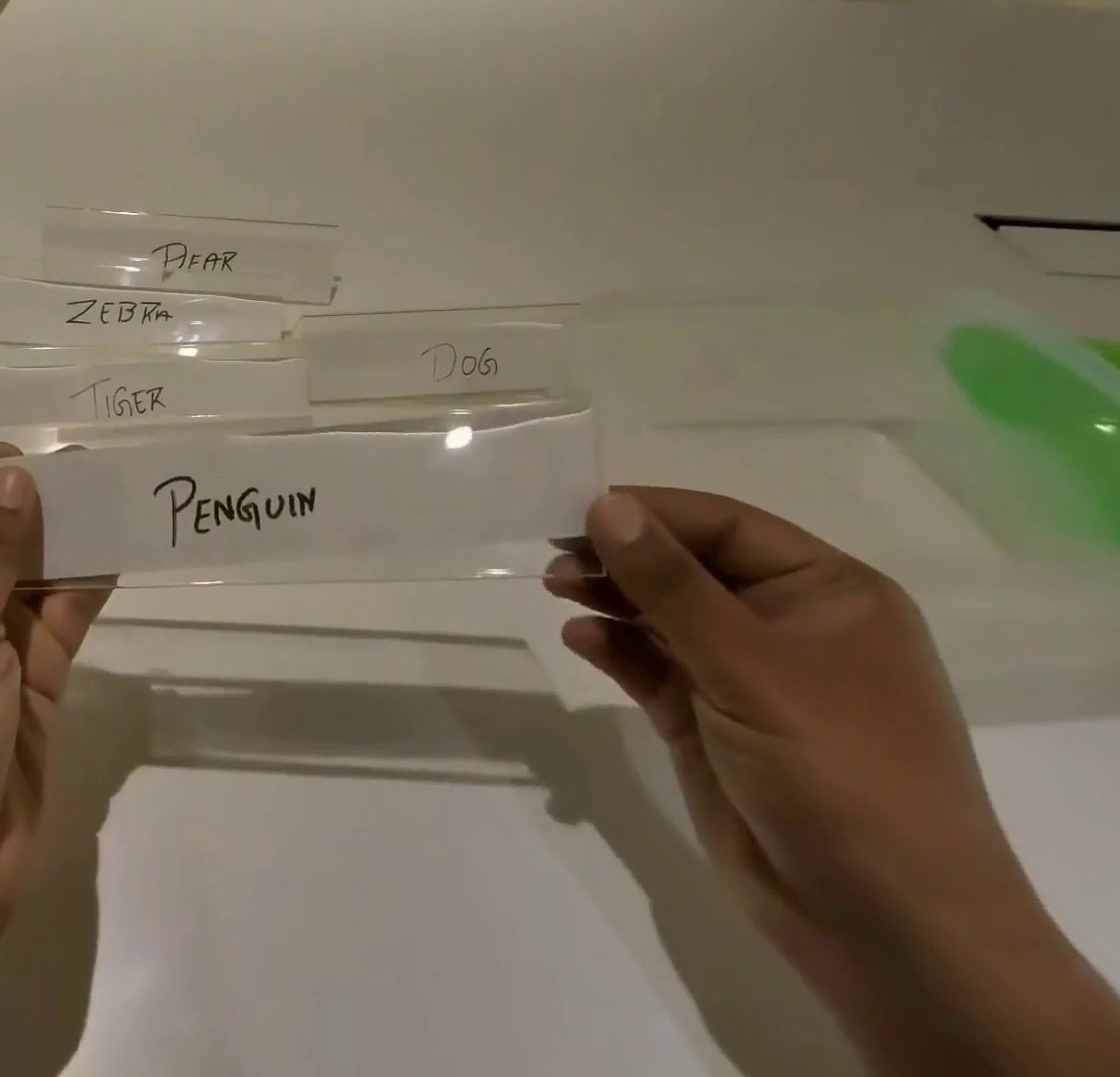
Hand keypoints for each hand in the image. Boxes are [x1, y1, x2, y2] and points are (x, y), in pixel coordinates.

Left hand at [0, 448, 108, 1049]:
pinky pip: (60, 618)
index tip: (28, 457)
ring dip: (67, 539)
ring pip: (29, 571)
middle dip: (31, 498)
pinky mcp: (28, 683)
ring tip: (118, 499)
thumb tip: (15, 476)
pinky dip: (87, 587)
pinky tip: (121, 554)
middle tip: (93, 468)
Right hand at [547, 488, 1119, 1074]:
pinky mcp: (703, 713)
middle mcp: (782, 622)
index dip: (649, 511)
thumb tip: (604, 504)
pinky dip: (611, 645)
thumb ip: (669, 583)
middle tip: (555, 556)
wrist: (882, 933)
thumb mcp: (749, 666)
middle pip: (683, 564)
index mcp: (824, 593)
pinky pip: (647, 660)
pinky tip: (580, 639)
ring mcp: (740, 670)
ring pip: (658, 609)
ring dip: (607, 595)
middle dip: (619, 557)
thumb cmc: (838, 773)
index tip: (575, 510)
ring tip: (556, 589)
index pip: (721, 525)